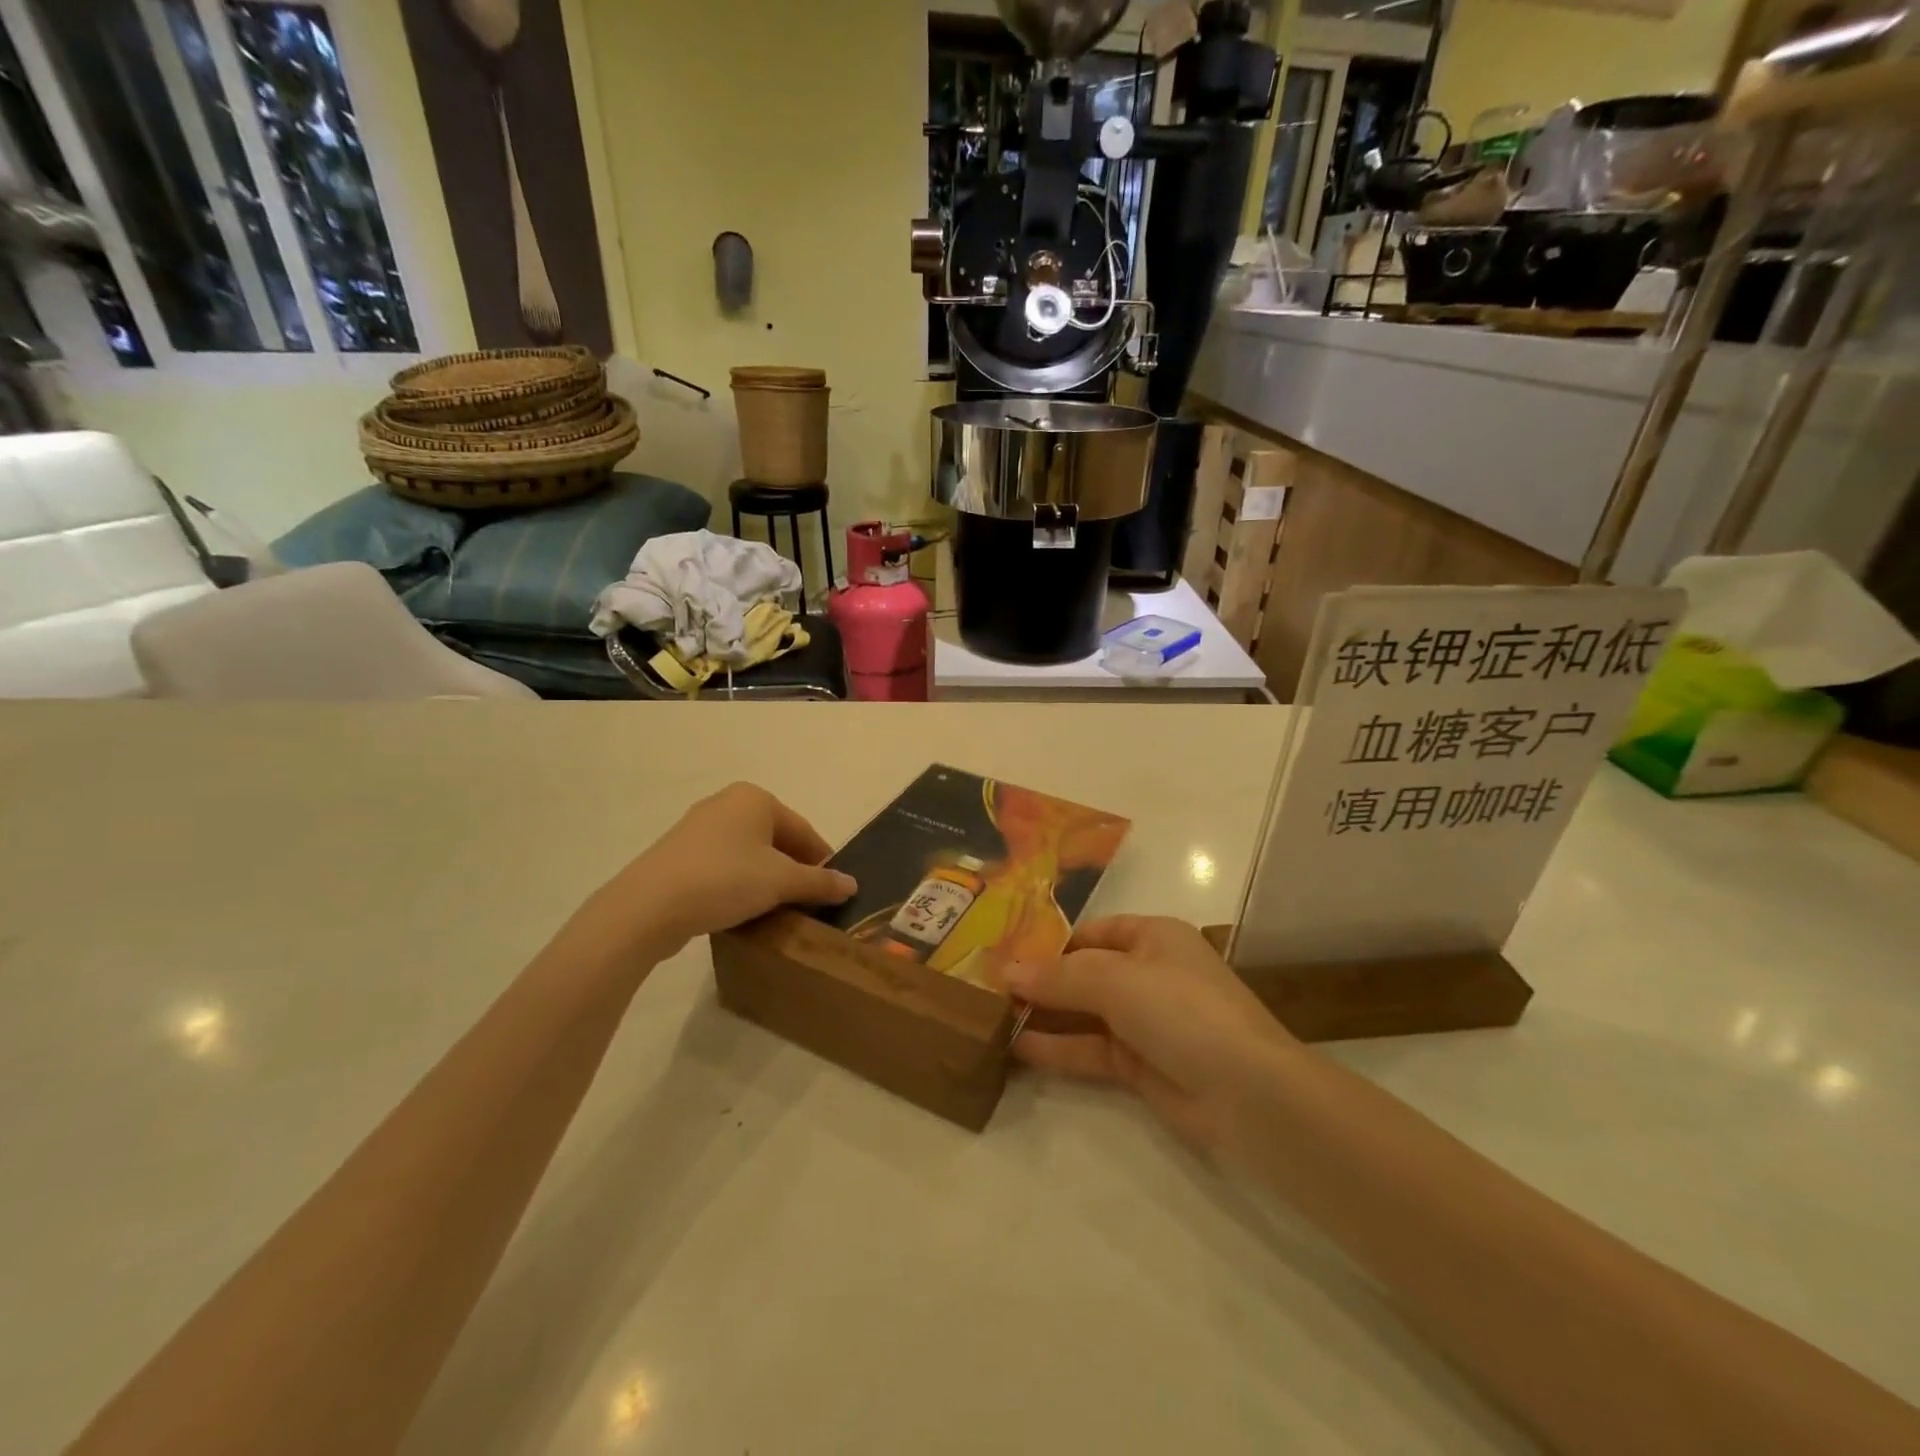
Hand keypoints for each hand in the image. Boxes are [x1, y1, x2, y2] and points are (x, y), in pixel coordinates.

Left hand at [573, 783, 855, 959]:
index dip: (822, 861)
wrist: (648, 906)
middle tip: (806, 903)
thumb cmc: (725, 880)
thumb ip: (819, 882)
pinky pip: (723, 865)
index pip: (803, 830)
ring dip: (766, 879)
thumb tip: (852, 884)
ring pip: (749, 854)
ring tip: (776, 910)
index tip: (833, 891)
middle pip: (776, 839)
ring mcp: (698, 828)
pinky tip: (741, 909)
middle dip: (793, 870)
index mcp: (756, 798)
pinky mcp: (678, 854)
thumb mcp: (781, 882)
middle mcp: (727, 803)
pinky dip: (738, 884)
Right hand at [1004, 916, 1296, 1161]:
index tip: (1004, 953)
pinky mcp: (1141, 1066)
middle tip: (987, 987)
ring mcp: (1145, 1022)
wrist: (1249, 1093)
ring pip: (1084, 1013)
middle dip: (1041, 980)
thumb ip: (1059, 977)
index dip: (1049, 941)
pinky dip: (1057, 1048)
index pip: (1091, 932)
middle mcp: (1148, 973)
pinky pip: (1090, 1050)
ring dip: (1044, 1015)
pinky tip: (1016, 1048)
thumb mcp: (1116, 980)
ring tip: (992, 1017)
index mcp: (1153, 937)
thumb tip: (1007, 971)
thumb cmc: (1182, 1010)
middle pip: (1084, 972)